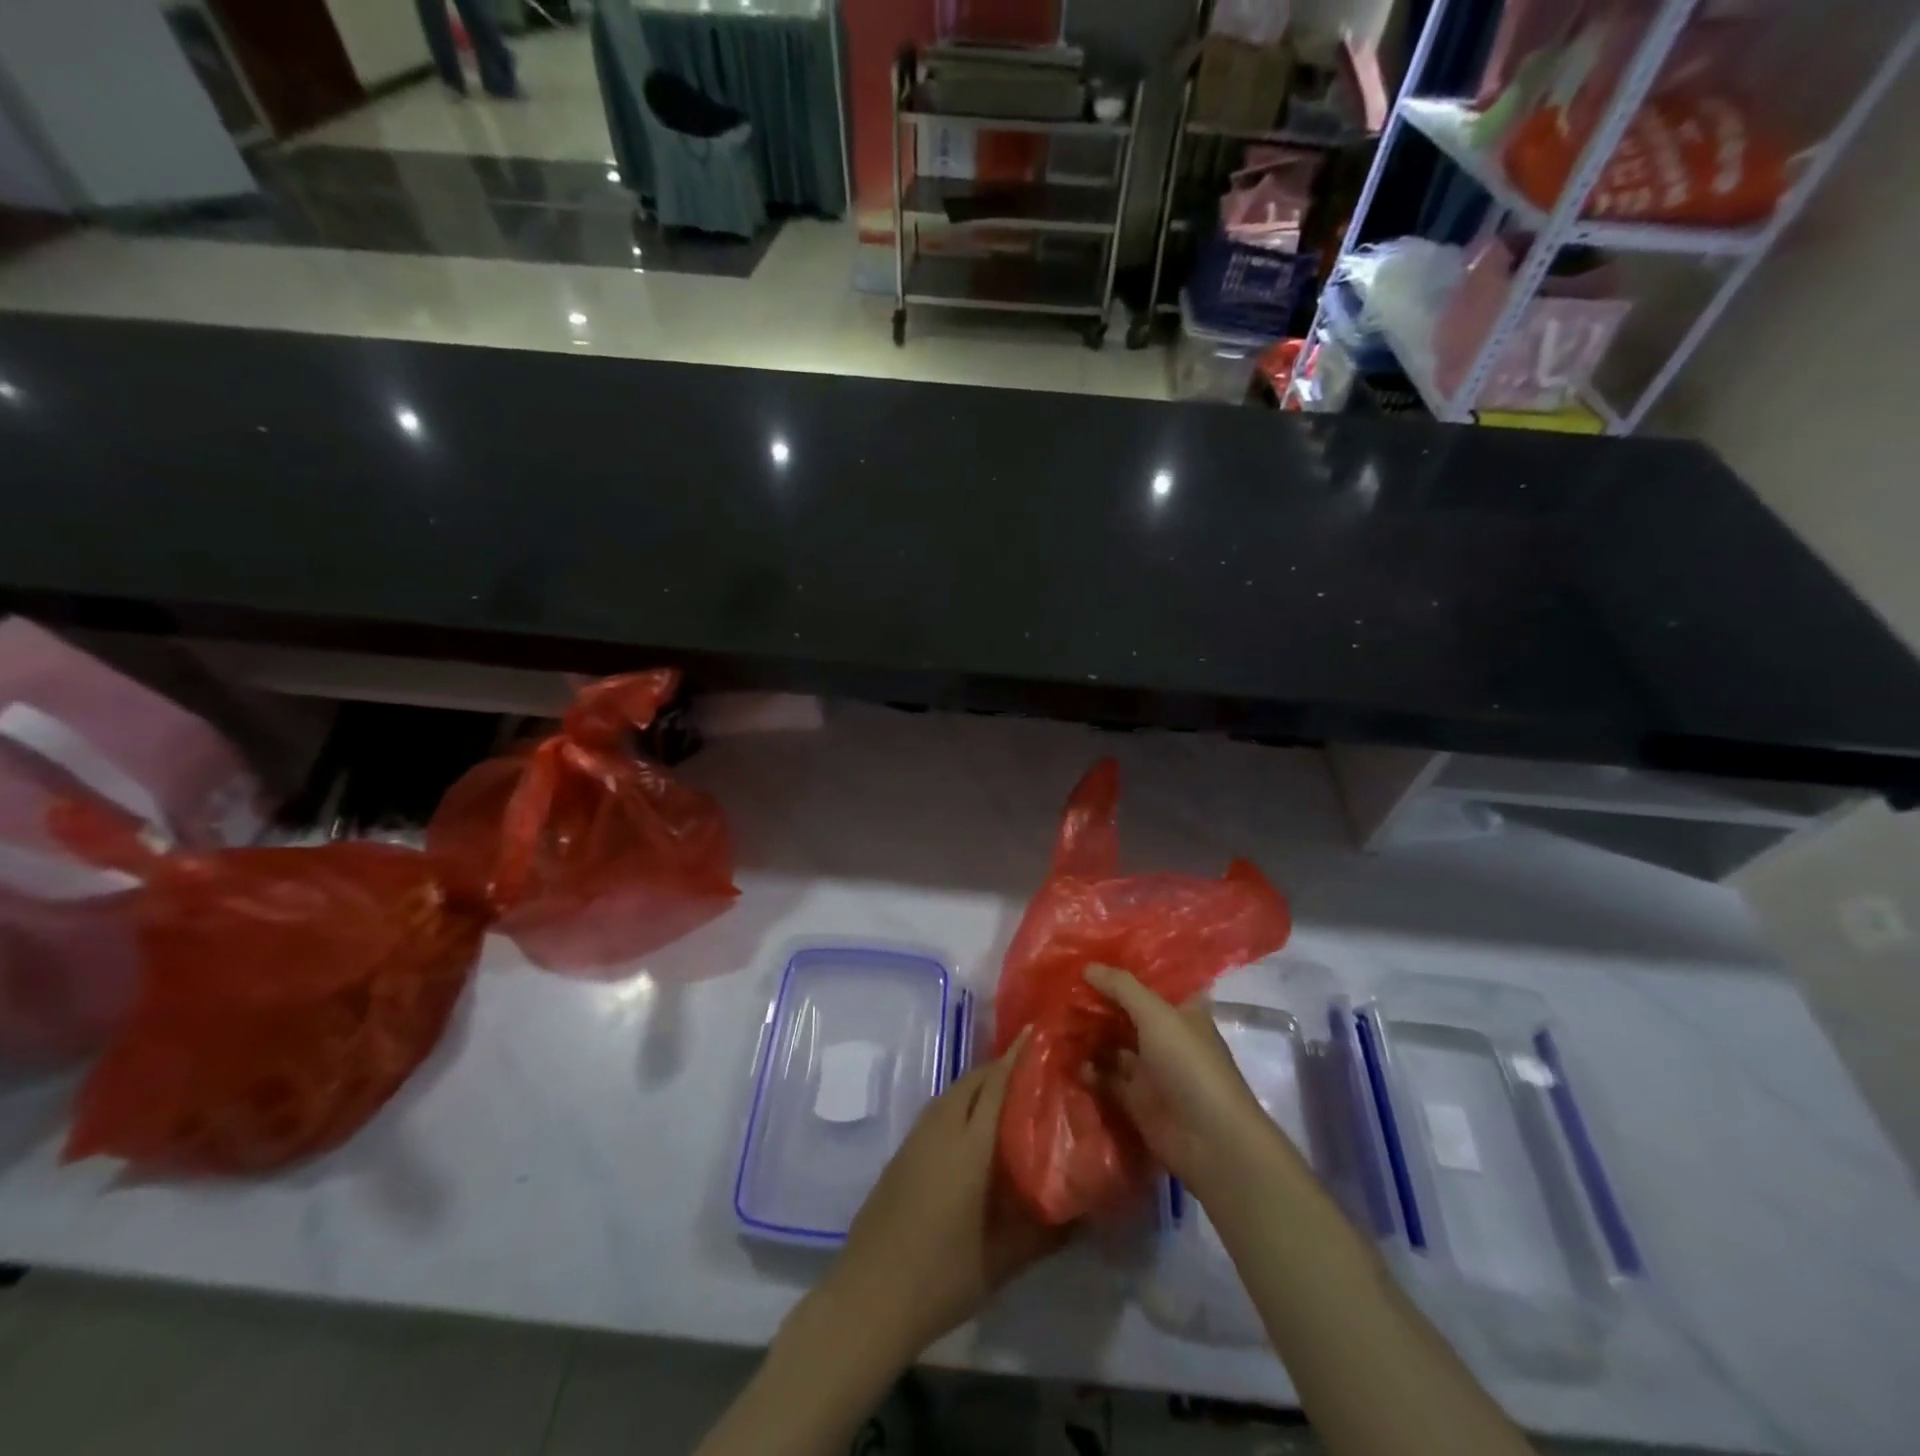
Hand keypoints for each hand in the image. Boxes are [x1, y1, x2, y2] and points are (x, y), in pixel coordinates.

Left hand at [802, 1029, 1067, 1363]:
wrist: (868, 1297)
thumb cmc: (941, 1278)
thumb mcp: (1004, 1261)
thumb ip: (1047, 1232)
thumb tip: (1086, 1211)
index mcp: (968, 1146)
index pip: (997, 1084)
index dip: (1019, 1057)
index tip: (1042, 1036)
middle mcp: (940, 1129)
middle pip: (974, 1081)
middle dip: (1004, 1067)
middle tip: (1037, 1070)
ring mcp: (916, 1139)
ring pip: (954, 1093)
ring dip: (981, 1084)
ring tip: (1013, 1094)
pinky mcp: (902, 1153)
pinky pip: (939, 1110)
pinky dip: (962, 1103)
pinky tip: (977, 1128)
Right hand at [1083, 965, 1283, 1201]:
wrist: (1210, 1140)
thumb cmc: (1189, 1064)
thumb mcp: (1156, 1015)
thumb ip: (1121, 987)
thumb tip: (1087, 966)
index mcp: (1180, 1010)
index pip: (1149, 981)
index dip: (1121, 970)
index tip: (1087, 956)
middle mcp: (1165, 1035)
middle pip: (1125, 1012)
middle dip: (1096, 1002)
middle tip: (1060, 988)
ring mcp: (1150, 1068)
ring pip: (1112, 1044)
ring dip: (1087, 1034)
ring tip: (1054, 1020)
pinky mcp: (1135, 1098)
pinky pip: (1105, 1078)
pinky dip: (1087, 1069)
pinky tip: (1066, 1058)